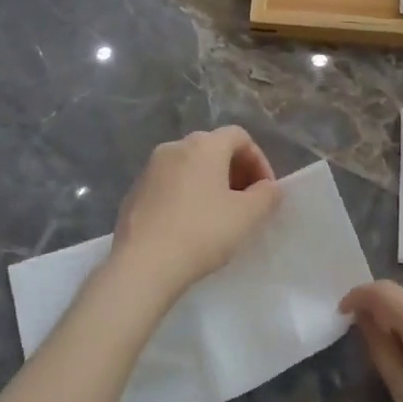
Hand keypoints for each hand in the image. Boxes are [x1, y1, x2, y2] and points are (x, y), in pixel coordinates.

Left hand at [110, 126, 282, 296]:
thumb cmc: (202, 233)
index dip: (259, 161)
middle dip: (235, 172)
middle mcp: (174, 147)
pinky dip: (186, 196)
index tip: (265, 191)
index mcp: (204, 145)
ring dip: (210, 184)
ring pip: (189, 167)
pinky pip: (169, 185)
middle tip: (246, 203)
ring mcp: (149, 169)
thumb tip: (268, 187)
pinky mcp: (134, 193)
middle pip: (213, 148)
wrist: (143, 264)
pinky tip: (190, 226)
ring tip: (219, 216)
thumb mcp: (248, 216)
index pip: (239, 137)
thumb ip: (267, 195)